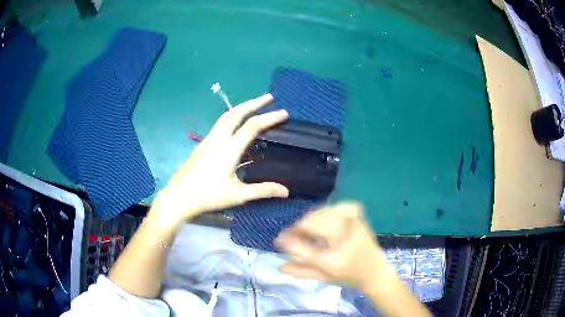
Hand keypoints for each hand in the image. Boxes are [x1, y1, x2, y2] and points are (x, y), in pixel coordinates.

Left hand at [151, 93, 289, 226]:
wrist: (178, 197)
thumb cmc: (208, 196)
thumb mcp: (237, 195)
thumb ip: (262, 190)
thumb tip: (286, 191)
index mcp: (228, 150)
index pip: (252, 127)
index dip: (269, 118)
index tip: (283, 113)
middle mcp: (218, 139)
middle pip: (236, 113)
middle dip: (254, 103)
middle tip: (269, 97)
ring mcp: (208, 140)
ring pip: (226, 116)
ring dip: (242, 107)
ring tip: (254, 105)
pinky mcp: (202, 144)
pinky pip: (220, 124)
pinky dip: (232, 117)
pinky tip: (236, 124)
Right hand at [275, 202, 386, 290]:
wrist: (375, 271)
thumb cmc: (348, 277)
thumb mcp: (323, 278)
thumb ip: (300, 271)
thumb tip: (279, 265)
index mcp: (332, 259)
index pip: (301, 247)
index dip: (287, 240)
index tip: (279, 239)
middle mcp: (343, 239)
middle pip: (311, 223)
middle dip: (298, 228)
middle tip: (295, 234)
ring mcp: (353, 225)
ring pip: (322, 212)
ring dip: (311, 219)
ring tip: (309, 229)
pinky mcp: (359, 216)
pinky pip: (338, 206)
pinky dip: (328, 211)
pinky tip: (326, 218)